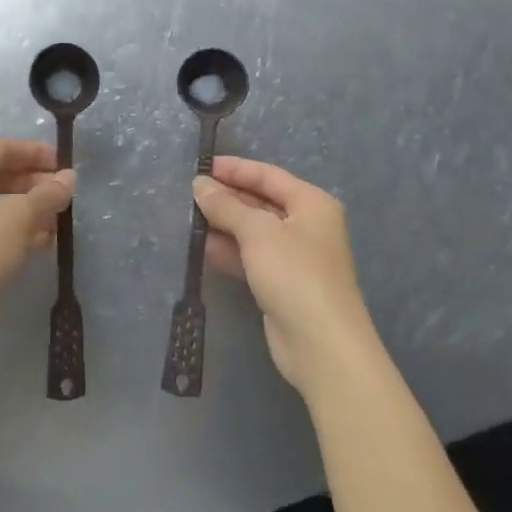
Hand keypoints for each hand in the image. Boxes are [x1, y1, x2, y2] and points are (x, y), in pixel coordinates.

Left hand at [0, 139, 74, 357]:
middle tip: (65, 194)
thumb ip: (47, 195)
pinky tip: (43, 244)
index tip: (63, 162)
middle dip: (33, 184)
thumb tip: (69, 178)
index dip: (33, 152)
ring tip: (60, 221)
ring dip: (29, 211)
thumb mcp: (18, 218)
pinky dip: (16, 235)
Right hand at [195, 157, 378, 397]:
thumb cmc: (294, 273)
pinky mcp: (283, 284)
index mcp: (312, 203)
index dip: (236, 169)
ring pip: (254, 232)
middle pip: (262, 202)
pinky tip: (203, 247)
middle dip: (228, 198)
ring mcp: (296, 257)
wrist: (321, 345)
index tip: (202, 166)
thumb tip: (200, 184)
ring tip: (189, 218)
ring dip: (225, 225)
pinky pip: (252, 257)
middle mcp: (307, 225)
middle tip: (190, 194)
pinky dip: (230, 250)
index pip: (268, 176)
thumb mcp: (257, 232)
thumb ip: (226, 206)